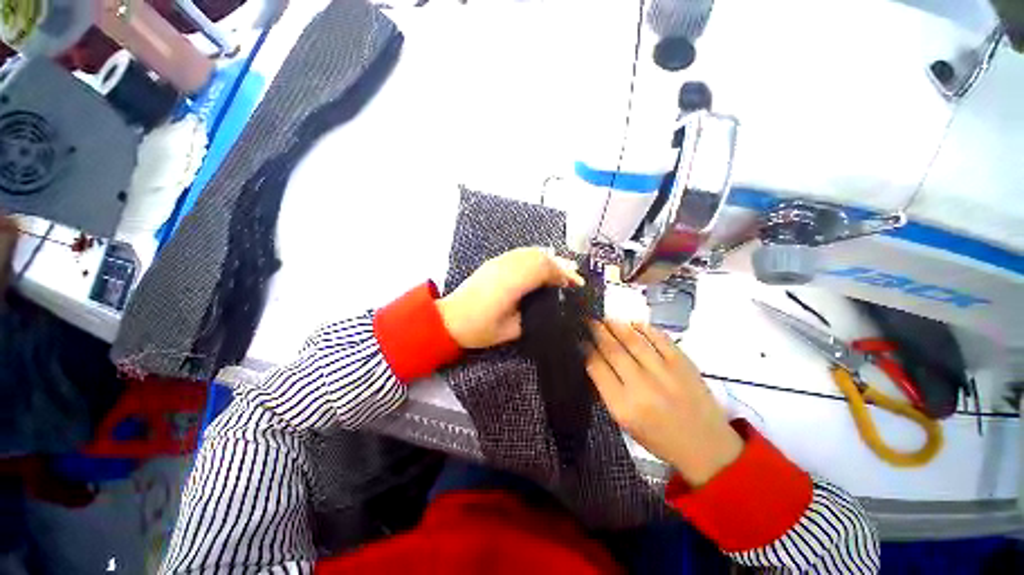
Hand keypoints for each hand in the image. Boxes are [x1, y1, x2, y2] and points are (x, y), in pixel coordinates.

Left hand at [437, 247, 584, 348]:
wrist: (448, 319)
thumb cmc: (478, 329)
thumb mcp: (510, 331)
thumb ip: (532, 318)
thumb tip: (549, 309)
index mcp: (510, 284)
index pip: (543, 269)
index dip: (562, 275)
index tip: (574, 286)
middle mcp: (505, 267)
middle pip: (539, 257)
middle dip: (559, 266)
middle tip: (573, 279)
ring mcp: (497, 262)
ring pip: (529, 252)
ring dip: (549, 259)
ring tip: (561, 270)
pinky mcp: (493, 262)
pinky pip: (519, 253)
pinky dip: (535, 257)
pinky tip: (541, 266)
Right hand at [586, 320, 742, 486]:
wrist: (705, 447)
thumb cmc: (658, 438)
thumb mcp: (624, 422)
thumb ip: (607, 390)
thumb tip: (593, 360)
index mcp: (623, 406)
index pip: (597, 368)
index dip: (586, 350)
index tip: (580, 340)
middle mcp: (641, 387)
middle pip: (613, 350)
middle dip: (598, 332)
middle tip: (589, 321)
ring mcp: (664, 373)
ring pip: (634, 340)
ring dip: (617, 326)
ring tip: (606, 318)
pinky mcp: (683, 364)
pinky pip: (660, 338)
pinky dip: (645, 327)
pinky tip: (633, 322)